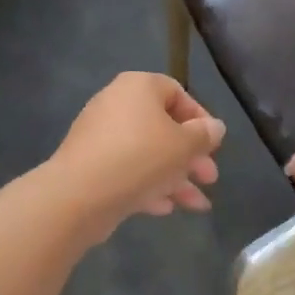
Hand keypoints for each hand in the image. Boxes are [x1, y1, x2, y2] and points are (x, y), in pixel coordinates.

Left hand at [51, 73, 224, 235]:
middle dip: (190, 156)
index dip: (200, 118)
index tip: (213, 144)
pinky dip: (148, 185)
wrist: (79, 194)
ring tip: (197, 204)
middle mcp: (117, 104)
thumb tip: (214, 127)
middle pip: (163, 127)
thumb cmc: (140, 157)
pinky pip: (127, 169)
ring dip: (175, 177)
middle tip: (210, 178)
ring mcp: (100, 135)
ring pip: (147, 153)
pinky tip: (165, 208)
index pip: (177, 92)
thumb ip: (204, 134)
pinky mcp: (90, 164)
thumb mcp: (184, 145)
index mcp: (139, 87)